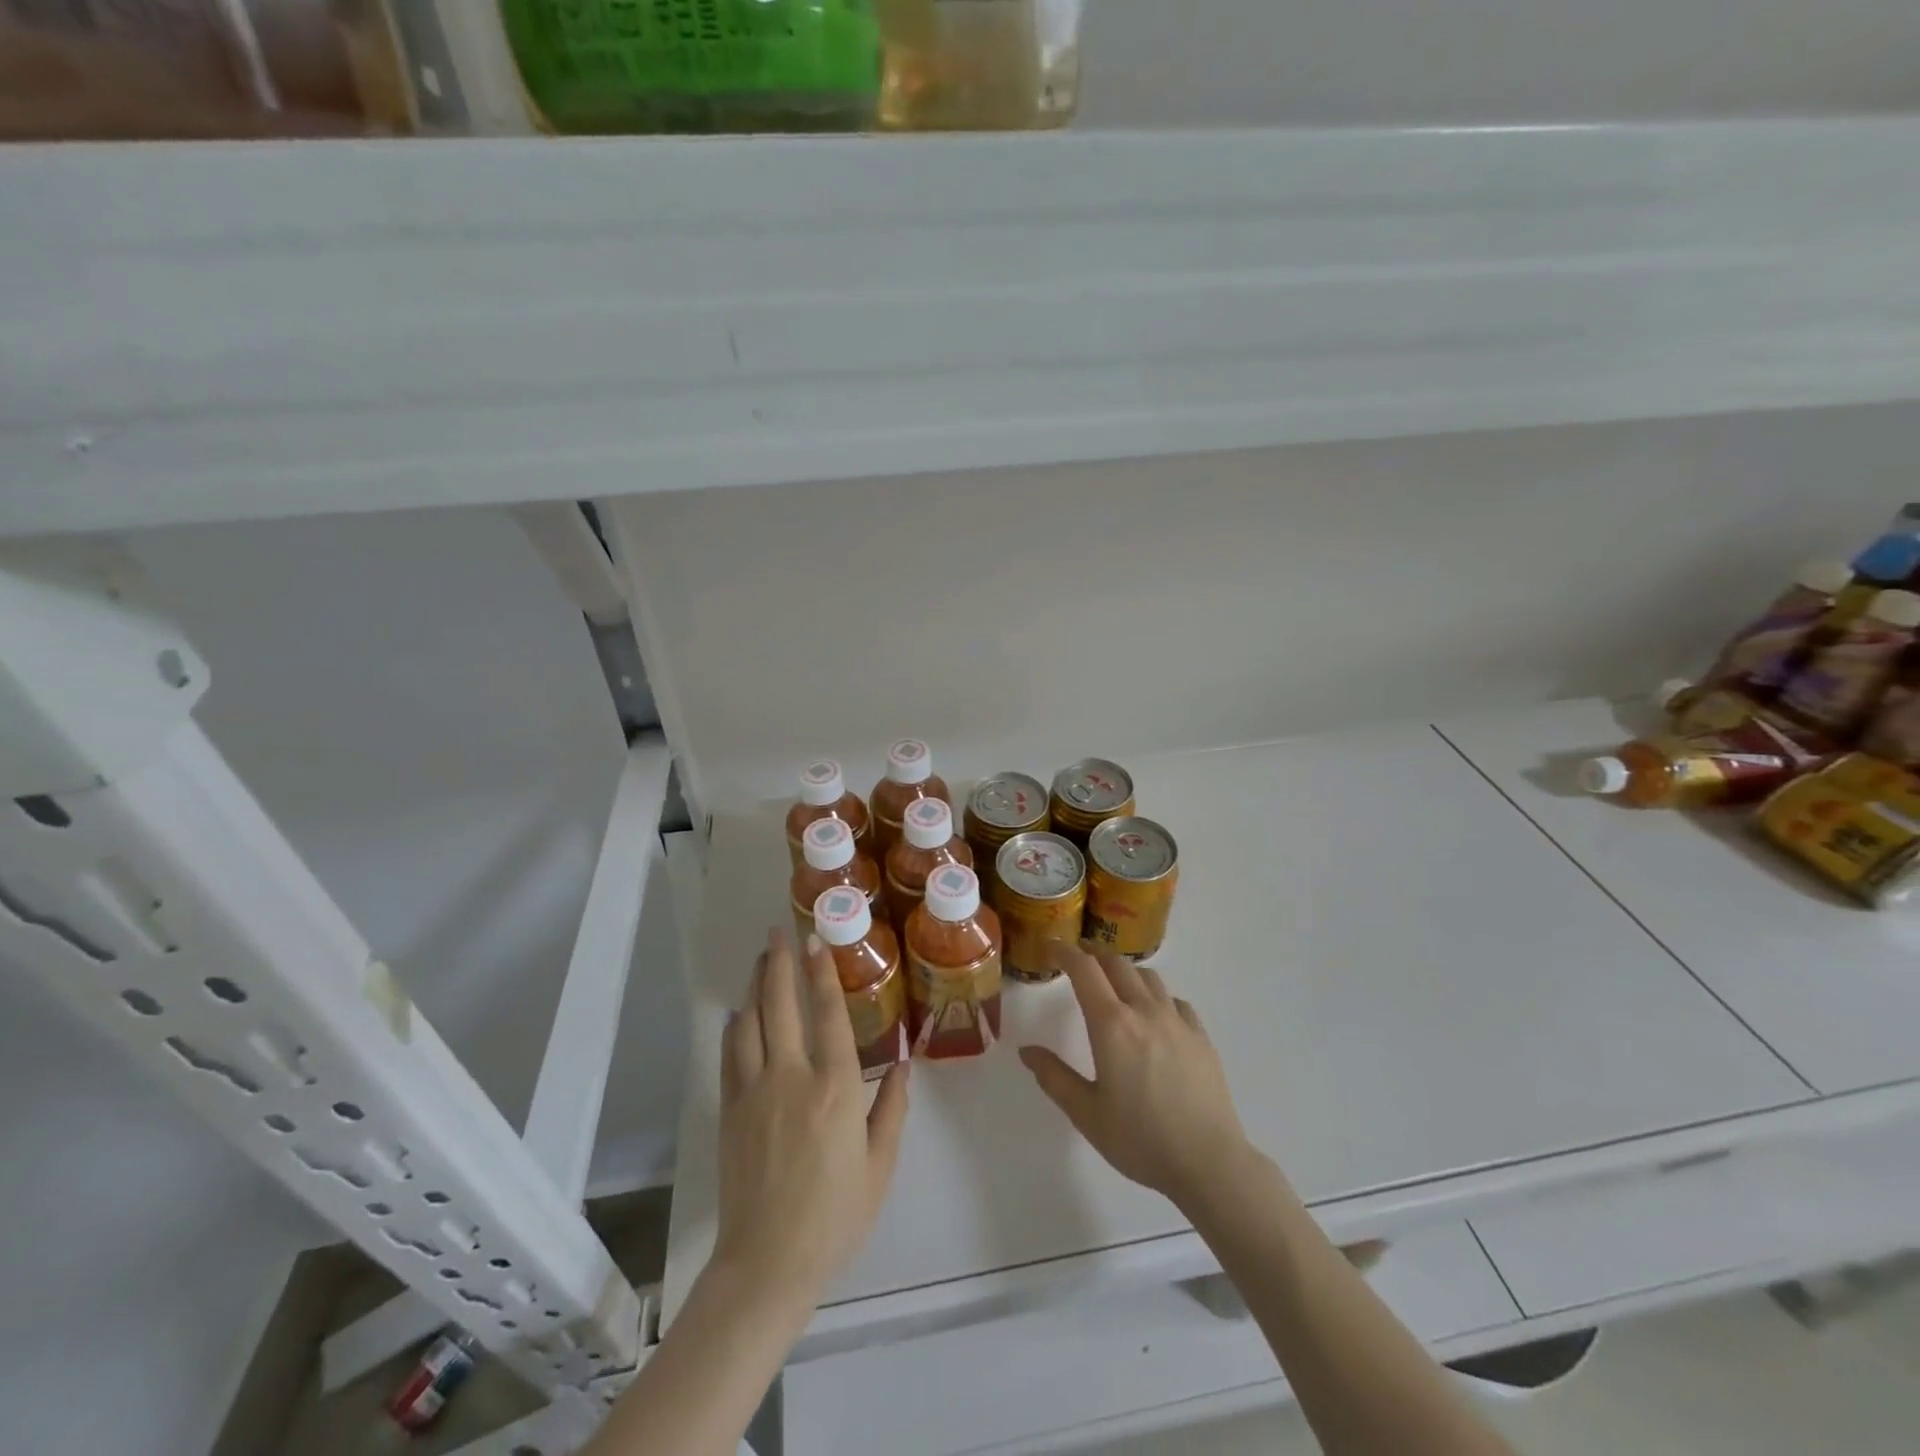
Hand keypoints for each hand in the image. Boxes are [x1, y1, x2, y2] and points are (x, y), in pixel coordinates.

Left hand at [713, 929, 909, 1307]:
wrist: (768, 1263)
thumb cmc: (835, 1216)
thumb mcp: (879, 1165)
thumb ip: (892, 1108)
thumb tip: (903, 1063)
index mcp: (835, 1088)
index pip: (828, 1014)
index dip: (821, 973)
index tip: (815, 942)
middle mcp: (791, 1077)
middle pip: (780, 1005)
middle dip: (778, 963)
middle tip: (778, 932)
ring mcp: (754, 1091)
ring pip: (750, 1022)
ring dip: (755, 986)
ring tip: (761, 960)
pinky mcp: (730, 1110)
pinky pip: (730, 1054)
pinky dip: (735, 1026)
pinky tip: (740, 1012)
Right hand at [1019, 944, 1248, 1209]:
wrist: (1209, 1162)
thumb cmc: (1140, 1140)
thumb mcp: (1086, 1113)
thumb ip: (1054, 1077)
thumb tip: (1027, 1050)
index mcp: (1111, 1025)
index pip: (1084, 970)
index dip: (1065, 952)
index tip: (1052, 946)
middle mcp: (1144, 1011)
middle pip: (1116, 964)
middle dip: (1094, 955)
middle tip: (1078, 960)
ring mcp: (1177, 1021)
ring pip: (1148, 977)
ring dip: (1125, 972)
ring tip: (1115, 984)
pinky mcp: (1201, 1036)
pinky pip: (1175, 1001)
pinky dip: (1157, 996)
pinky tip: (1155, 1016)